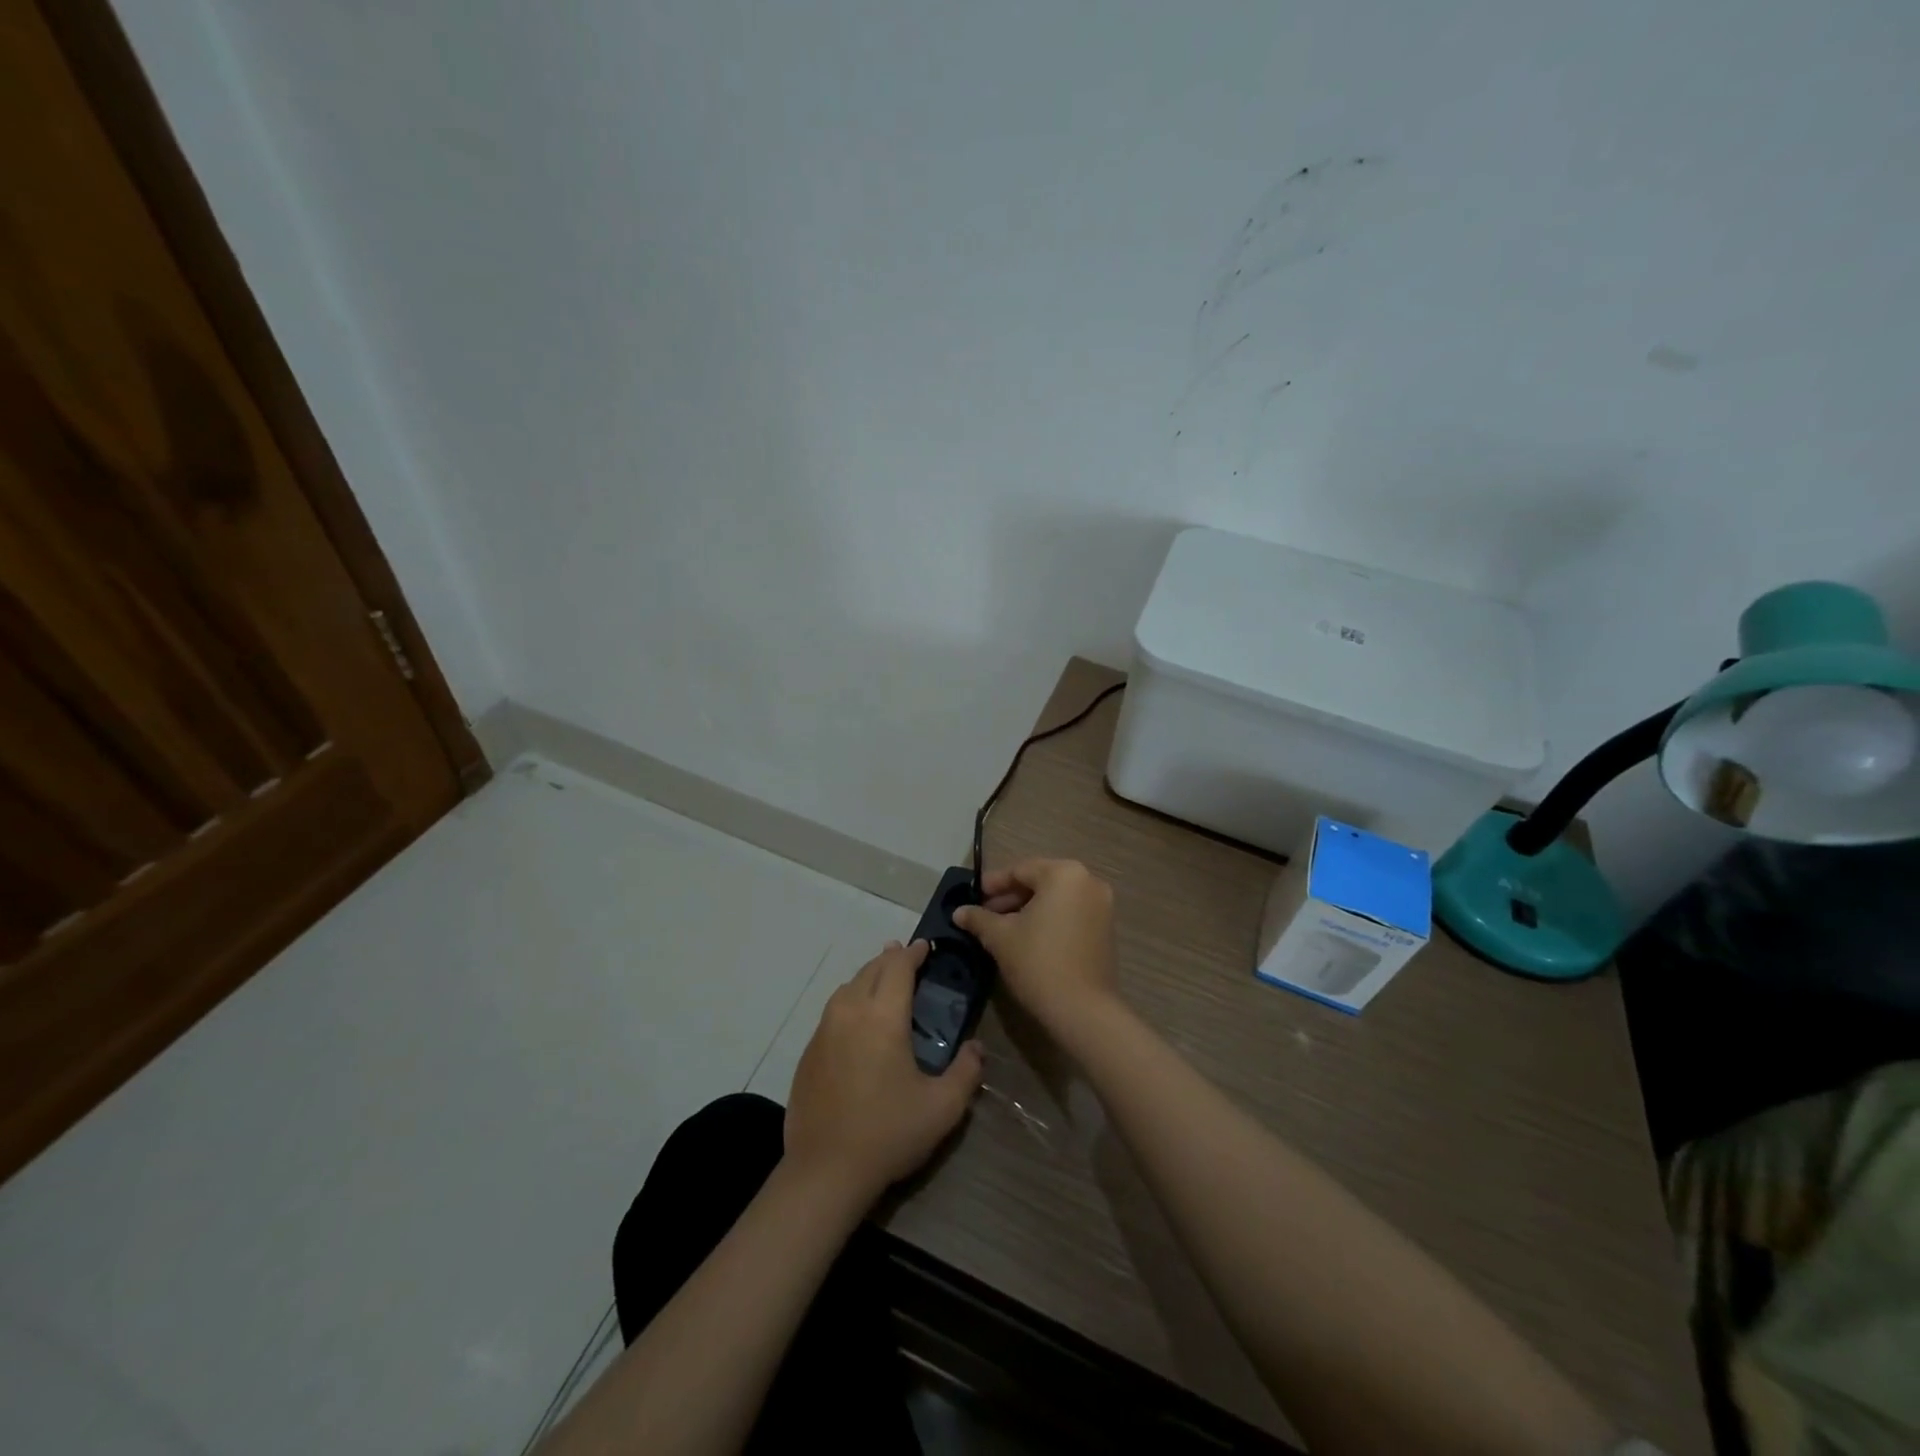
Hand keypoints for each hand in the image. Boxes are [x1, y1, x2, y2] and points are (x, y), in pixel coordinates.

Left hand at [783, 940, 983, 1203]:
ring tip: (883, 981)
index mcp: (883, 1016)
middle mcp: (850, 1012)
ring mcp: (824, 1031)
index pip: (898, 967)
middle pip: (870, 969)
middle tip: (908, 958)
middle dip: (891, 958)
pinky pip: (832, 1010)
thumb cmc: (888, 1133)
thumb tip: (976, 1048)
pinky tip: (858, 1020)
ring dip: (868, 976)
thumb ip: (966, 1072)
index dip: (914, 953)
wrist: (825, 1170)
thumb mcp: (942, 1107)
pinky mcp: (809, 1052)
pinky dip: (850, 1000)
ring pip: (848, 986)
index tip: (927, 947)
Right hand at [953, 859, 1119, 1033]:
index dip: (993, 884)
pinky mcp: (1106, 929)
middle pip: (1040, 882)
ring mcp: (1102, 906)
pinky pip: (1070, 914)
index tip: (973, 897)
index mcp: (1064, 874)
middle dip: (1010, 898)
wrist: (1083, 1010)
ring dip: (1028, 910)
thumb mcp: (1000, 937)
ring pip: (1056, 899)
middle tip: (984, 915)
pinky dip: (1049, 920)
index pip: (1020, 870)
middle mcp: (1088, 882)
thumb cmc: (1038, 962)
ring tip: (1001, 929)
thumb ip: (978, 918)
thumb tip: (959, 912)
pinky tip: (1027, 939)